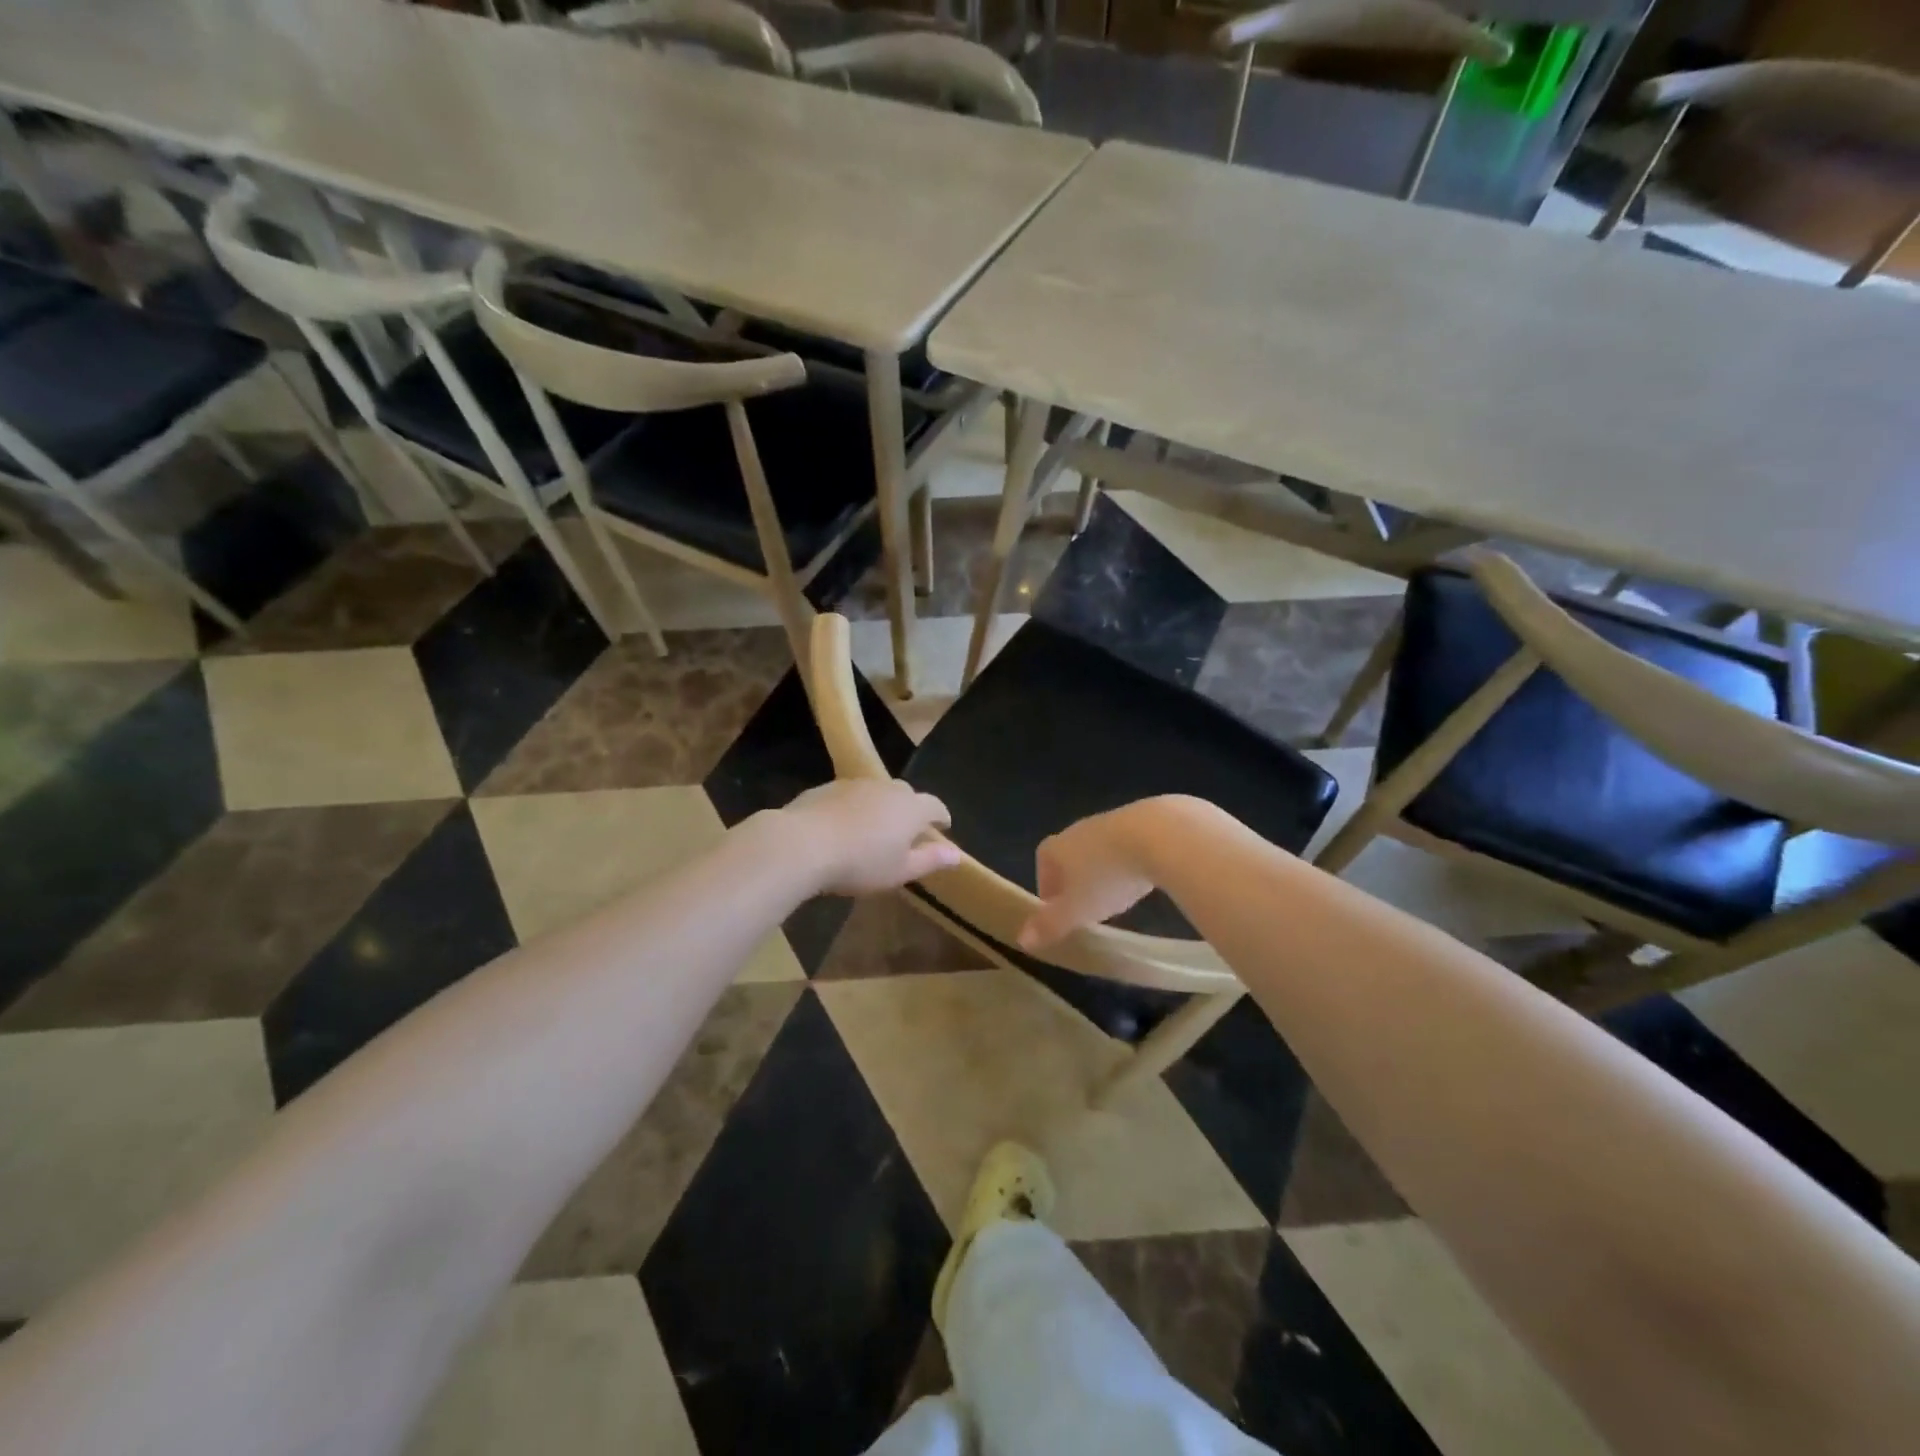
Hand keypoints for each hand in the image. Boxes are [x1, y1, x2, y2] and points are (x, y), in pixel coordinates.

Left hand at [779, 780, 962, 895]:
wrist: (803, 843)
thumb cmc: (861, 862)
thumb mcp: (900, 871)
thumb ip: (930, 860)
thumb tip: (957, 854)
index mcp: (911, 808)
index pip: (935, 806)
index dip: (941, 817)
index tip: (943, 827)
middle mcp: (887, 788)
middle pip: (906, 795)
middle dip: (911, 810)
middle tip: (907, 831)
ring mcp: (856, 784)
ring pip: (876, 793)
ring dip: (880, 807)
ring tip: (873, 829)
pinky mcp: (827, 787)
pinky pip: (850, 796)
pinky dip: (853, 808)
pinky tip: (843, 827)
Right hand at [1019, 802, 1164, 950]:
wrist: (1157, 835)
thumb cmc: (1105, 876)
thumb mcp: (1076, 910)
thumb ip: (1050, 925)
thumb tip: (1023, 940)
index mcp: (1055, 848)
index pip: (1043, 867)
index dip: (1050, 891)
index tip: (1062, 914)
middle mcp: (1076, 829)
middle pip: (1071, 858)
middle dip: (1078, 881)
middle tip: (1092, 908)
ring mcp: (1108, 821)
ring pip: (1099, 850)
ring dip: (1105, 871)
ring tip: (1120, 895)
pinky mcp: (1140, 819)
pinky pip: (1128, 844)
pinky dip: (1131, 861)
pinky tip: (1144, 877)